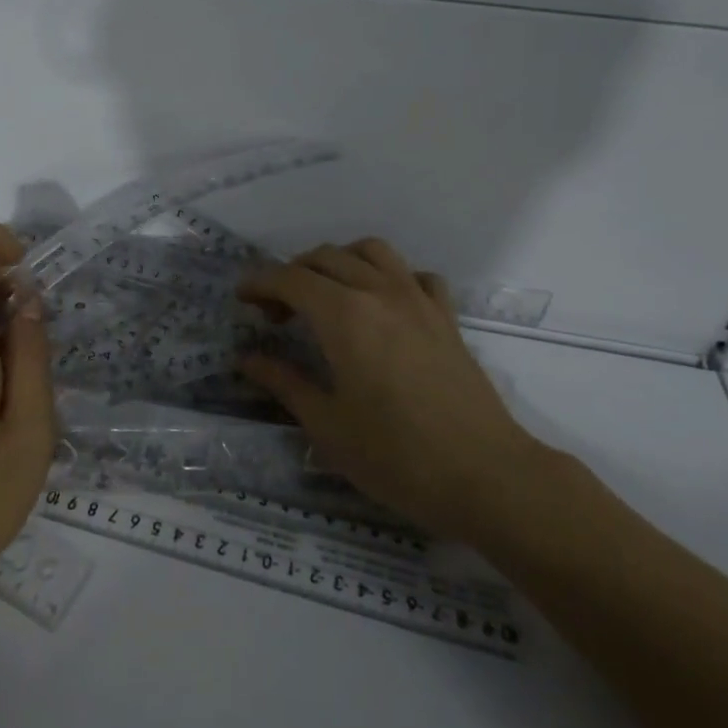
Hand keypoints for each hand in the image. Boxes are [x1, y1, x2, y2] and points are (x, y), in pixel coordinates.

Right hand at [238, 238, 542, 541]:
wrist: (485, 476)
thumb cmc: (396, 456)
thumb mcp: (327, 426)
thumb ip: (284, 382)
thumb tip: (247, 359)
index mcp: (344, 315)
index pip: (290, 279)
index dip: (260, 283)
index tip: (241, 299)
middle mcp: (379, 292)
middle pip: (325, 257)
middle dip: (292, 275)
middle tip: (276, 314)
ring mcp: (418, 300)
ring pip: (371, 251)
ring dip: (339, 261)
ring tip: (326, 294)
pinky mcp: (446, 317)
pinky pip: (414, 275)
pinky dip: (390, 277)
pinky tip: (383, 305)